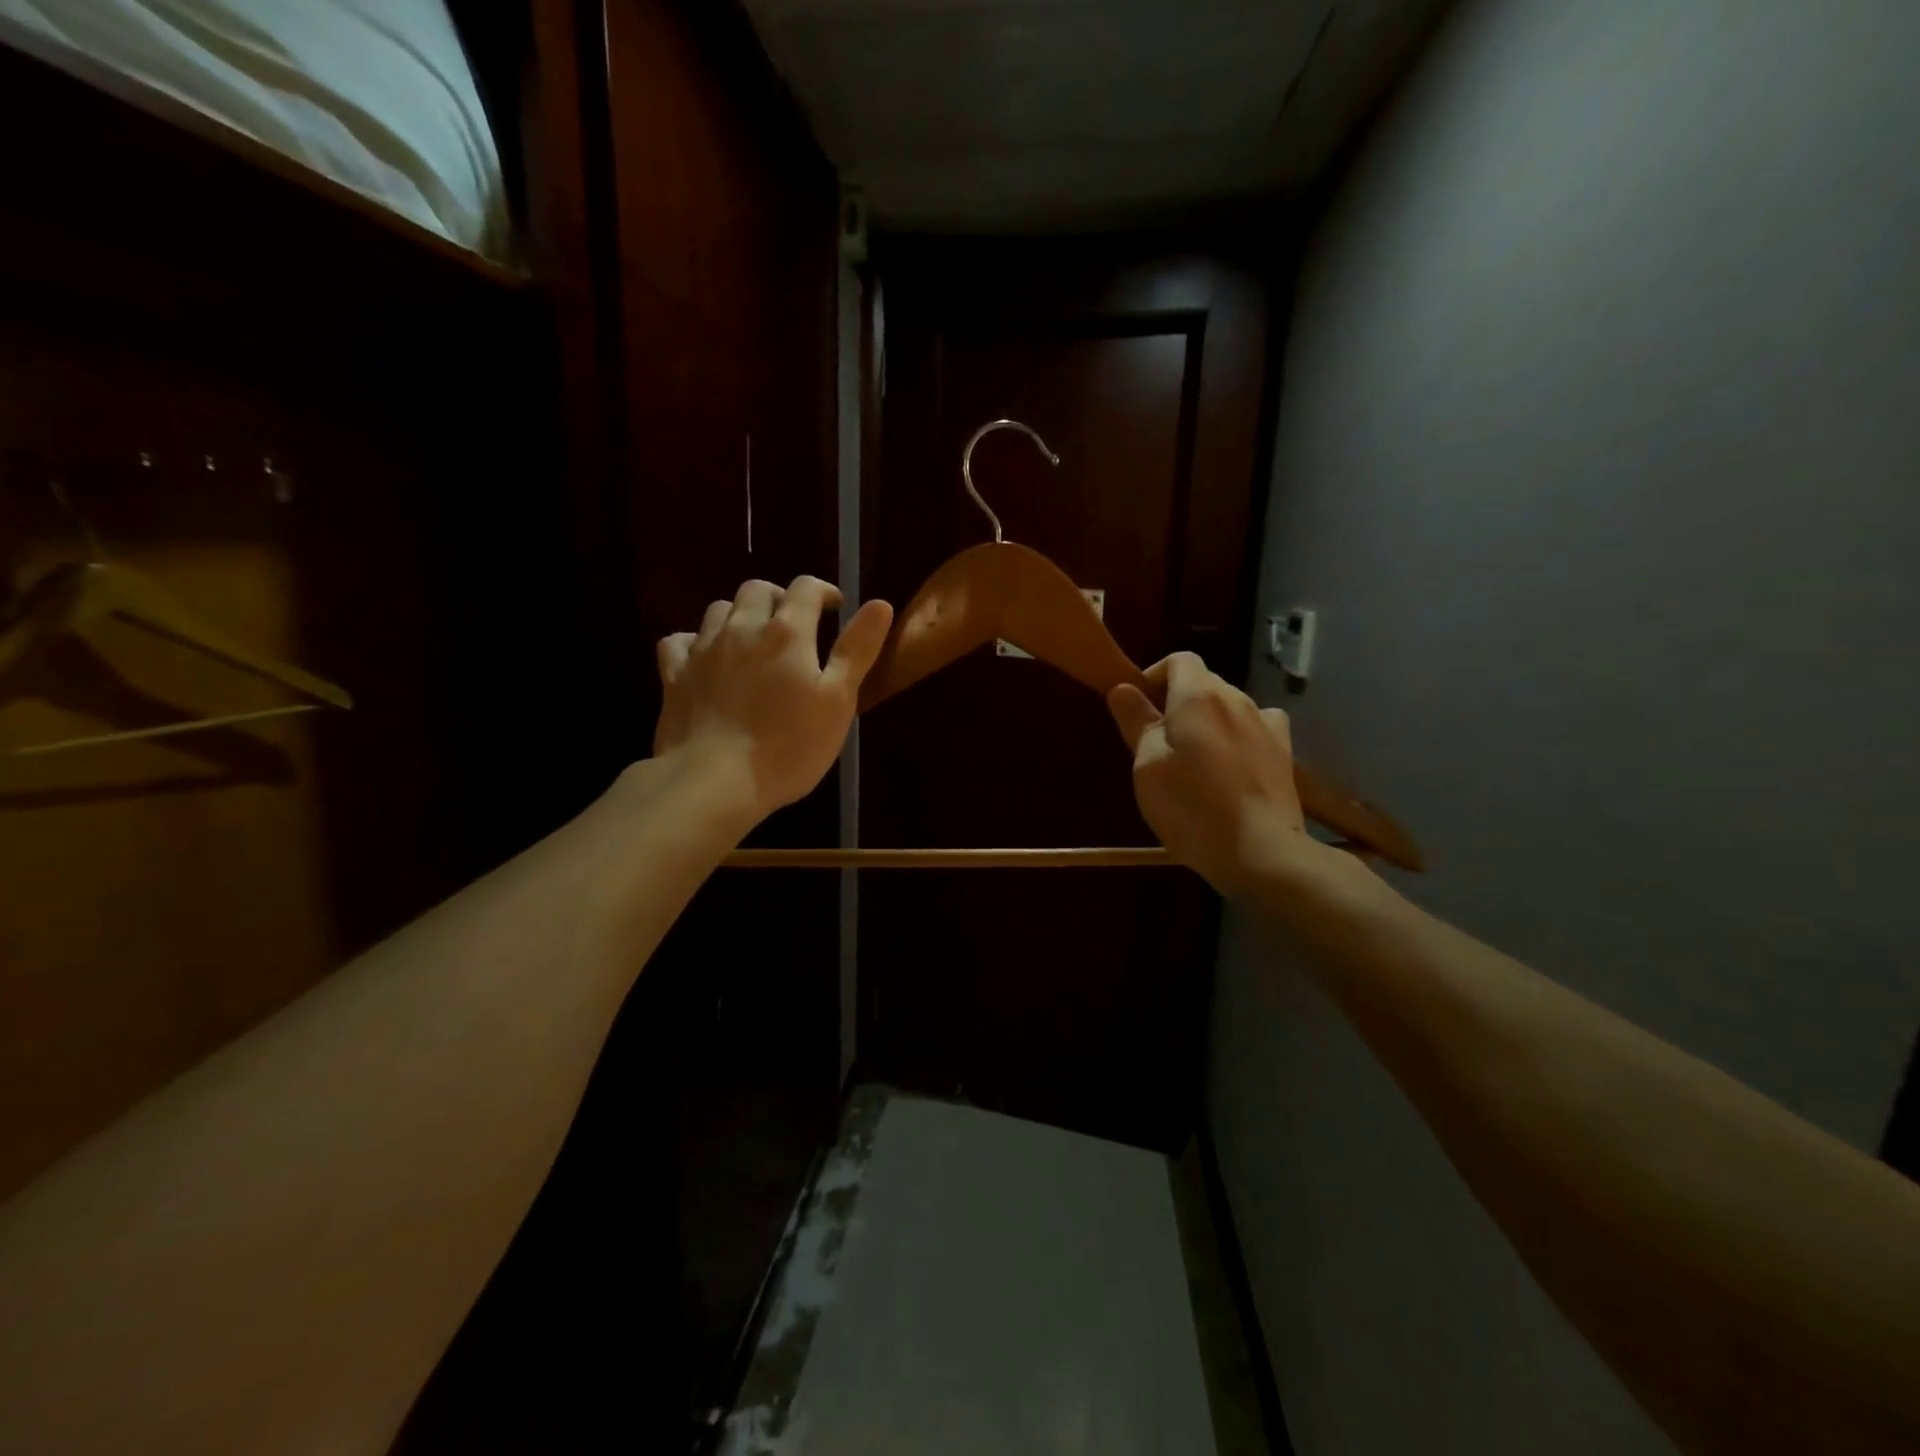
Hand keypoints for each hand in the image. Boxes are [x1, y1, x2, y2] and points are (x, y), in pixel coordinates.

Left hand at [655, 577, 892, 823]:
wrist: (715, 781)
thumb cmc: (788, 745)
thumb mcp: (837, 701)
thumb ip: (856, 649)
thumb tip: (880, 604)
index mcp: (787, 633)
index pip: (806, 588)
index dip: (823, 591)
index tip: (834, 606)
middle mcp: (742, 629)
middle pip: (757, 590)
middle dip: (779, 597)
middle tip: (794, 622)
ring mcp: (703, 650)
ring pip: (718, 610)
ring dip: (738, 614)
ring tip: (752, 638)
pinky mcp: (674, 676)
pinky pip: (678, 641)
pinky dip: (694, 641)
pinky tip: (704, 657)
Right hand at [1106, 653, 1324, 896]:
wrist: (1260, 851)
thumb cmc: (1191, 807)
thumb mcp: (1147, 765)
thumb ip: (1136, 721)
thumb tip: (1123, 688)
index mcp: (1198, 695)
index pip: (1179, 659)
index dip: (1155, 676)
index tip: (1140, 710)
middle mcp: (1236, 698)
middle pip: (1204, 682)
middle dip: (1178, 702)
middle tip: (1158, 743)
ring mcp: (1266, 723)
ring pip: (1228, 706)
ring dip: (1207, 721)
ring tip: (1194, 761)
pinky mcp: (1283, 751)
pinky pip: (1254, 727)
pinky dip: (1238, 736)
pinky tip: (1231, 765)